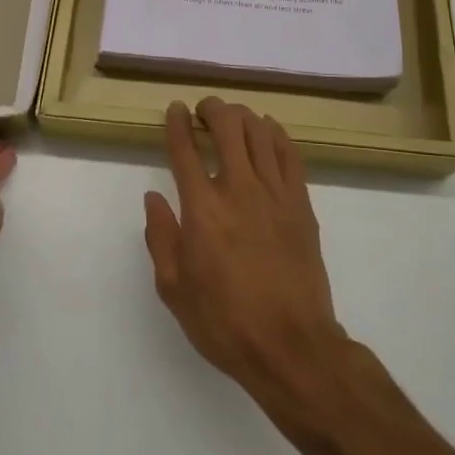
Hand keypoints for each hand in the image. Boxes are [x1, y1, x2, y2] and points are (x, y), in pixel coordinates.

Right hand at [143, 98, 348, 413]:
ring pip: (260, 133)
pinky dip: (276, 134)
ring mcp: (275, 193)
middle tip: (204, 110)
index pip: (185, 149)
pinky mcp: (301, 203)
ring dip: (243, 116)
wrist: (291, 345)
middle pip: (227, 127)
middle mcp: (238, 189)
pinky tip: (268, 130)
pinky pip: (290, 154)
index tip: (175, 109)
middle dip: (212, 109)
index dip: (177, 123)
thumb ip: (161, 237)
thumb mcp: (174, 289)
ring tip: (233, 117)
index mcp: (202, 209)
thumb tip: (153, 198)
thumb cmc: (224, 322)